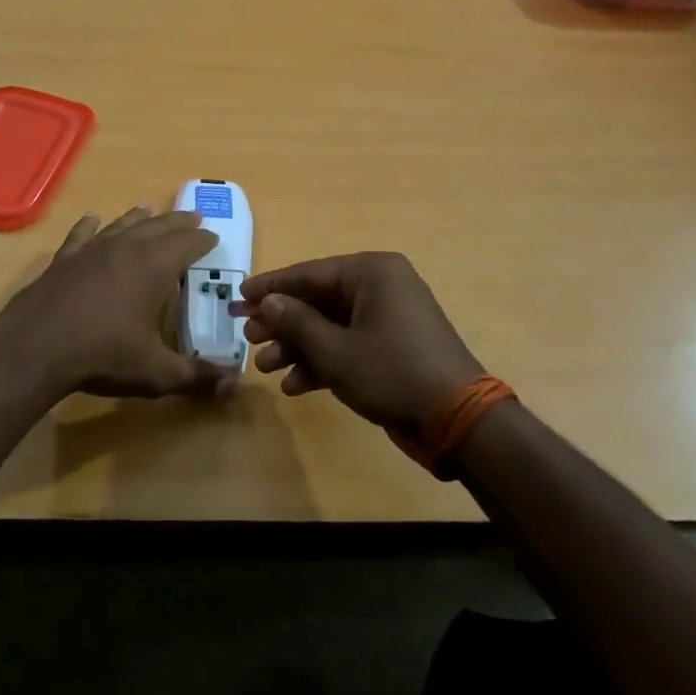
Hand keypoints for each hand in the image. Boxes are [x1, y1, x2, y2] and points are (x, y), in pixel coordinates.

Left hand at [0, 207, 235, 399]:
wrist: (35, 347)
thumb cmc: (103, 355)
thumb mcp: (155, 372)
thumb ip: (195, 376)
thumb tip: (231, 385)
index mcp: (154, 268)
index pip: (188, 244)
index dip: (203, 240)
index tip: (213, 236)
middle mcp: (126, 249)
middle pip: (158, 227)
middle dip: (178, 222)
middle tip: (193, 216)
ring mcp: (91, 251)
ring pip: (122, 226)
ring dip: (139, 218)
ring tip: (149, 209)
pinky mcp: (63, 260)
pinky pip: (81, 235)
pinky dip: (89, 225)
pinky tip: (92, 218)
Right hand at [236, 252, 483, 440]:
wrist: (457, 421)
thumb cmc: (392, 373)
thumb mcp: (335, 350)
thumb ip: (295, 322)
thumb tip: (268, 301)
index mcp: (372, 273)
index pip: (308, 273)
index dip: (270, 287)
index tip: (238, 297)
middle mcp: (381, 287)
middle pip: (317, 300)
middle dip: (282, 323)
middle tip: (248, 338)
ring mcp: (388, 318)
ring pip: (330, 326)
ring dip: (297, 347)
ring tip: (265, 368)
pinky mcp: (392, 348)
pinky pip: (347, 346)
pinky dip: (322, 363)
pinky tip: (295, 386)